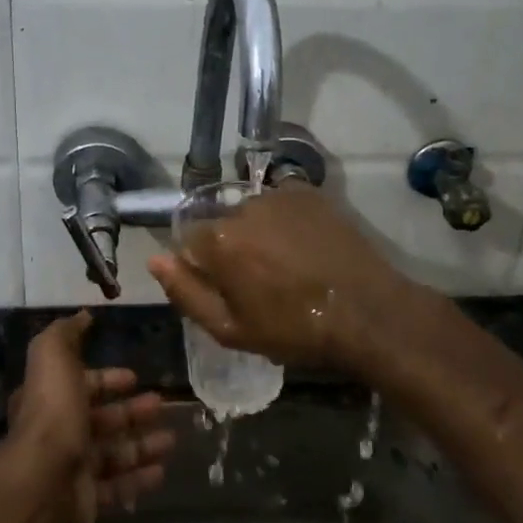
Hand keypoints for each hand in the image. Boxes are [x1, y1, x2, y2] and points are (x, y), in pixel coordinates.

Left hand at [4, 311, 176, 522]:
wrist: (44, 480)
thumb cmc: (52, 411)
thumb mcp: (53, 356)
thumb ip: (66, 333)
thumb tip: (83, 315)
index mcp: (51, 399)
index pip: (82, 385)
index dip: (107, 379)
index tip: (134, 376)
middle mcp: (60, 433)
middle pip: (102, 419)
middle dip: (132, 411)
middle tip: (162, 404)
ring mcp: (74, 469)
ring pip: (114, 453)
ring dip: (142, 444)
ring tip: (172, 439)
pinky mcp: (87, 501)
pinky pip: (118, 487)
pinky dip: (140, 478)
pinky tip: (162, 470)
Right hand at [147, 185, 423, 372]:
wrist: (367, 312)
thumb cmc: (294, 329)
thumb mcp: (231, 329)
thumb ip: (185, 293)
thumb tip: (155, 260)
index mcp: (219, 240)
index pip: (190, 242)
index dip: (205, 268)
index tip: (228, 289)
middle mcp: (243, 206)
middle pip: (222, 225)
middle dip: (233, 248)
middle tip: (262, 281)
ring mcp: (279, 195)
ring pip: (252, 213)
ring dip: (260, 233)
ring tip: (289, 263)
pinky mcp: (309, 192)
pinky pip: (282, 203)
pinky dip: (286, 220)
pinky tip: (306, 246)